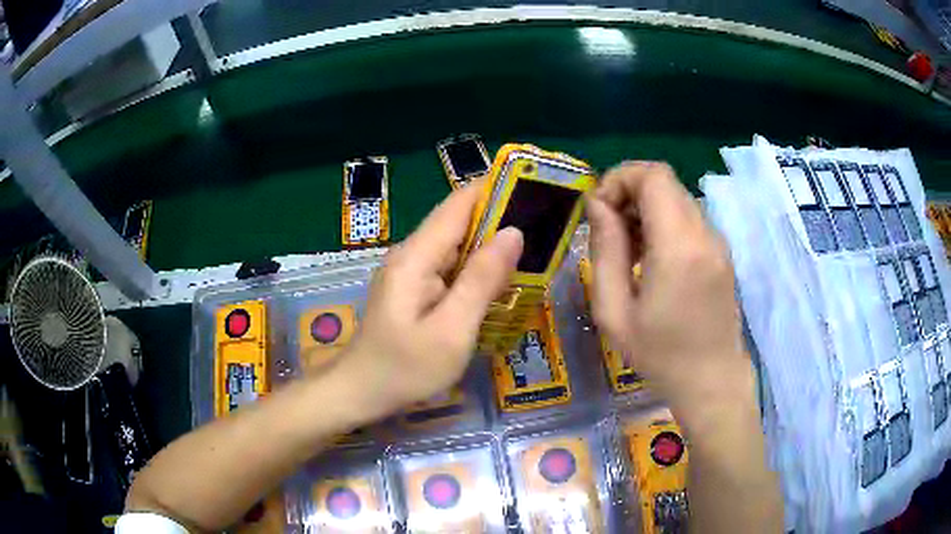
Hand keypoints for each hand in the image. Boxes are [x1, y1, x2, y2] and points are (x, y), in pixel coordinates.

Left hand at [342, 182, 523, 412]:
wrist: (360, 393)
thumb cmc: (405, 369)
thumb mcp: (451, 331)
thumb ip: (481, 281)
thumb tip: (514, 233)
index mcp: (416, 256)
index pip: (459, 204)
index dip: (495, 189)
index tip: (534, 185)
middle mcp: (412, 254)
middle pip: (459, 220)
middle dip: (500, 216)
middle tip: (547, 221)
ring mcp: (411, 271)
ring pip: (457, 244)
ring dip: (491, 243)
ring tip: (536, 244)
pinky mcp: (414, 288)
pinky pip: (451, 267)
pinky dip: (477, 267)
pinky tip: (502, 277)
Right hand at [586, 162, 746, 403]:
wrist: (712, 381)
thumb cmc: (660, 355)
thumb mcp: (615, 311)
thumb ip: (605, 250)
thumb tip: (597, 205)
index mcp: (679, 246)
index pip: (652, 175)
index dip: (619, 179)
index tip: (598, 211)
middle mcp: (704, 233)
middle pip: (664, 181)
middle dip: (628, 192)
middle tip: (607, 231)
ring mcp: (718, 241)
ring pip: (676, 198)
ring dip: (645, 208)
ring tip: (627, 250)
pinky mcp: (721, 252)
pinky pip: (688, 218)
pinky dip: (663, 223)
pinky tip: (652, 261)